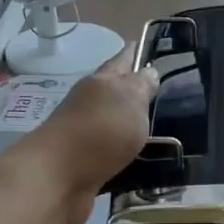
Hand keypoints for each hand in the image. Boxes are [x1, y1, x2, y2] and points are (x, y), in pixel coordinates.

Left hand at [20, 46, 158, 223]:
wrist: (59, 178)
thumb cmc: (99, 130)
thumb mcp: (130, 100)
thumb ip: (142, 86)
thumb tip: (149, 71)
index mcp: (102, 82)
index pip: (122, 59)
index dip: (135, 52)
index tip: (148, 45)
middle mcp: (91, 104)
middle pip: (116, 93)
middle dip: (136, 91)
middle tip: (164, 93)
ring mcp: (87, 136)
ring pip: (115, 125)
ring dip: (132, 126)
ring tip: (161, 130)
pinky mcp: (87, 165)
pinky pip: (113, 155)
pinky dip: (126, 155)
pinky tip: (144, 160)